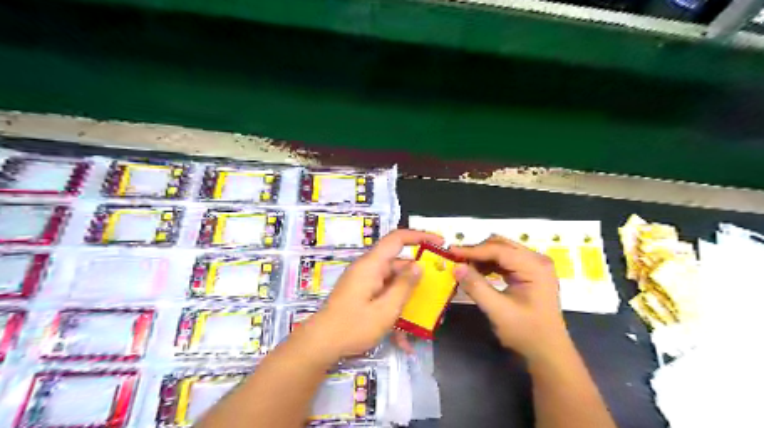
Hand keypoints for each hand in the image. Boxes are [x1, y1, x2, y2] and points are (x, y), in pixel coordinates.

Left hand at [303, 229, 444, 359]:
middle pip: (398, 263)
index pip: (397, 239)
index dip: (420, 236)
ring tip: (425, 317)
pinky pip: (384, 295)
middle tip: (439, 286)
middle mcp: (368, 269)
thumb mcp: (385, 310)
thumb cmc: (353, 327)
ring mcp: (365, 282)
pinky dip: (394, 310)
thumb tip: (419, 265)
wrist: (320, 345)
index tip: (440, 243)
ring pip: (393, 282)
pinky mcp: (362, 294)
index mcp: (372, 265)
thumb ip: (404, 286)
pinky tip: (403, 338)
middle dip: (418, 275)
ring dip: (407, 299)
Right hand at [448, 236, 569, 358]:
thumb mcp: (498, 311)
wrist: (548, 352)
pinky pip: (505, 260)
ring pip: (501, 250)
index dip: (473, 250)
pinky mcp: (529, 272)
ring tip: (464, 267)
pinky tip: (477, 272)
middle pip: (501, 244)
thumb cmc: (527, 333)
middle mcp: (536, 259)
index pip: (498, 250)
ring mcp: (534, 265)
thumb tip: (456, 267)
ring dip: (482, 257)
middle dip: (477, 251)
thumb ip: (476, 287)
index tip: (451, 252)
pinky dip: (489, 264)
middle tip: (455, 259)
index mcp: (534, 266)